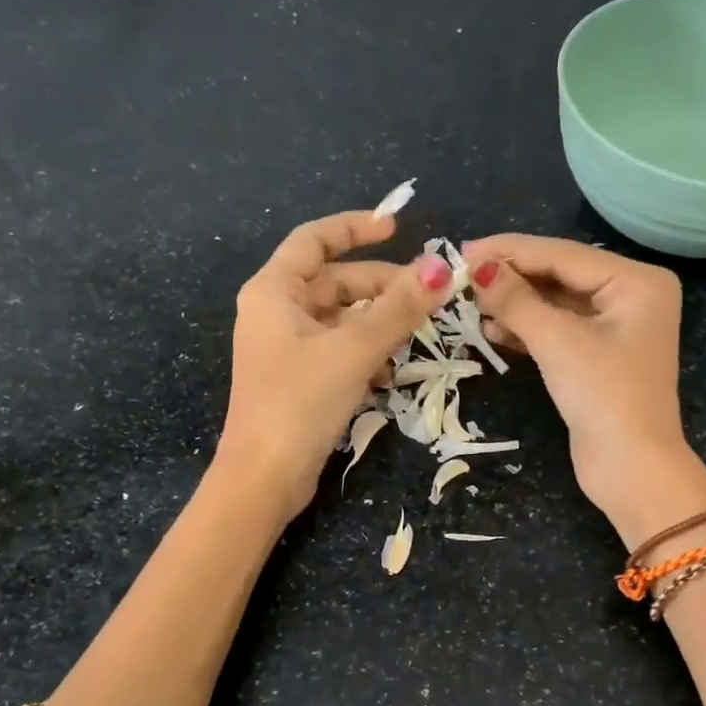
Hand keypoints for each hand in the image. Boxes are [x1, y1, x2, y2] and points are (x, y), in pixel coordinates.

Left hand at [220, 210, 451, 520]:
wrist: (264, 477)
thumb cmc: (300, 402)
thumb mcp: (354, 349)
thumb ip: (398, 308)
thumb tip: (441, 267)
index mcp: (274, 290)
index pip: (315, 239)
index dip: (355, 228)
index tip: (397, 228)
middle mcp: (275, 312)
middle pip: (335, 282)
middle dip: (381, 287)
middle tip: (427, 299)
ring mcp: (286, 349)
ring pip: (341, 320)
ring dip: (378, 325)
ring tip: (415, 338)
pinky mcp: (298, 380)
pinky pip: (338, 351)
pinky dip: (365, 354)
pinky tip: (391, 373)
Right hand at [461, 234, 705, 541]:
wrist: (631, 469)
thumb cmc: (604, 397)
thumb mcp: (558, 342)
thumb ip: (516, 300)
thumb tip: (475, 266)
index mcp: (637, 281)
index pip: (563, 255)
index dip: (510, 251)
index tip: (462, 249)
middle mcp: (631, 297)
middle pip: (560, 275)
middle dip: (512, 277)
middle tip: (461, 273)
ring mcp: (615, 328)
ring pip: (555, 304)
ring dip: (515, 304)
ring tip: (470, 302)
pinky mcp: (597, 357)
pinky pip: (557, 330)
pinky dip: (526, 329)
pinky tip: (492, 329)